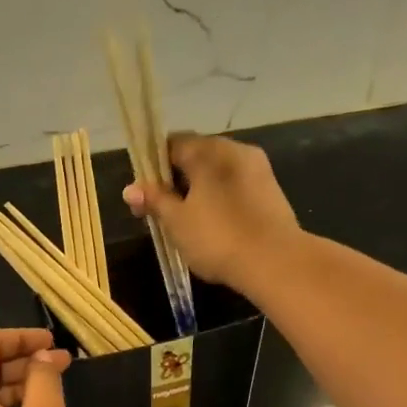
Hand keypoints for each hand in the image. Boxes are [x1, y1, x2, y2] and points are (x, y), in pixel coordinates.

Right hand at [123, 132, 300, 290]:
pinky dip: (219, 198)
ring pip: (217, 172)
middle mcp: (235, 150)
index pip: (171, 144)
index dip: (152, 167)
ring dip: (198, 190)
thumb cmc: (218, 238)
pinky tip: (213, 225)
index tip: (144, 195)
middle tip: (161, 213)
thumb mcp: (177, 222)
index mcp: (208, 151)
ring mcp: (257, 168)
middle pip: (196, 156)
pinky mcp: (270, 190)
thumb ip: (154, 200)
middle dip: (176, 180)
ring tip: (186, 222)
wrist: (275, 261)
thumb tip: (130, 188)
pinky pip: (234, 186)